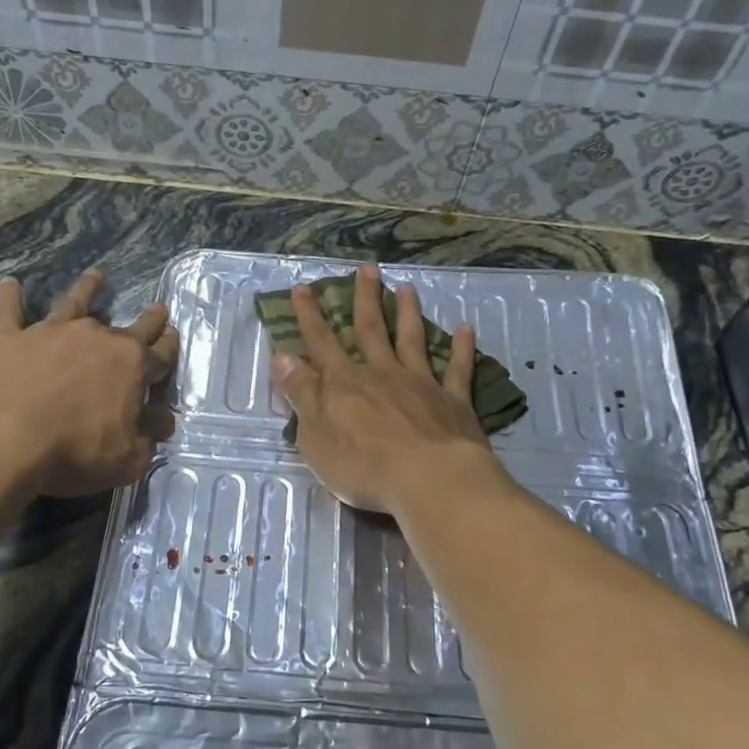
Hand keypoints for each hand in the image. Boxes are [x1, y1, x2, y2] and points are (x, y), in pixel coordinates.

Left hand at [0, 267, 179, 498]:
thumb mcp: (128, 458)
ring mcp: (53, 332)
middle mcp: (98, 339)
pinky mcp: (11, 337)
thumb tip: (162, 420)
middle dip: (149, 318)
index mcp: (132, 367)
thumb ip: (148, 437)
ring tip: (97, 274)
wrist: (3, 438)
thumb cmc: (74, 451)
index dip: (170, 347)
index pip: (161, 355)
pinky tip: (9, 283)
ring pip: (76, 302)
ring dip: (88, 288)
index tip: (174, 336)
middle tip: (158, 307)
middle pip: (131, 325)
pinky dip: (10, 296)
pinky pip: (11, 310)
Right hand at [270, 265, 503, 515]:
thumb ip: (301, 394)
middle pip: (370, 329)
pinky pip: (458, 369)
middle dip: (365, 298)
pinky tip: (466, 328)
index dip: (309, 315)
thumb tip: (282, 356)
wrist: (428, 479)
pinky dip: (462, 348)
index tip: (303, 287)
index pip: (321, 342)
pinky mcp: (454, 401)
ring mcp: (421, 384)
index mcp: (345, 383)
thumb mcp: (315, 436)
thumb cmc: (363, 465)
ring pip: (412, 340)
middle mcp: (382, 373)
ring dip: (408, 313)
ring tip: (407, 288)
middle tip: (367, 268)